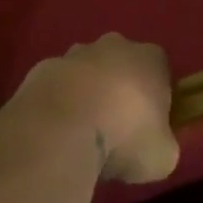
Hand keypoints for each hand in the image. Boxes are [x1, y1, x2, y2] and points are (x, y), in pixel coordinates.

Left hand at [17, 34, 178, 184]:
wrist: (61, 128)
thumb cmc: (125, 136)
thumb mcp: (162, 156)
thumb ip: (162, 145)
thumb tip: (154, 148)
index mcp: (150, 58)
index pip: (160, 70)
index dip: (156, 97)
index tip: (149, 126)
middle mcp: (113, 46)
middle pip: (120, 65)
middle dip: (118, 91)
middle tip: (115, 130)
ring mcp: (73, 55)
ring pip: (85, 73)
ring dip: (85, 96)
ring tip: (80, 135)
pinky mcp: (39, 69)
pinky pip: (55, 88)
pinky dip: (56, 106)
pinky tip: (55, 134)